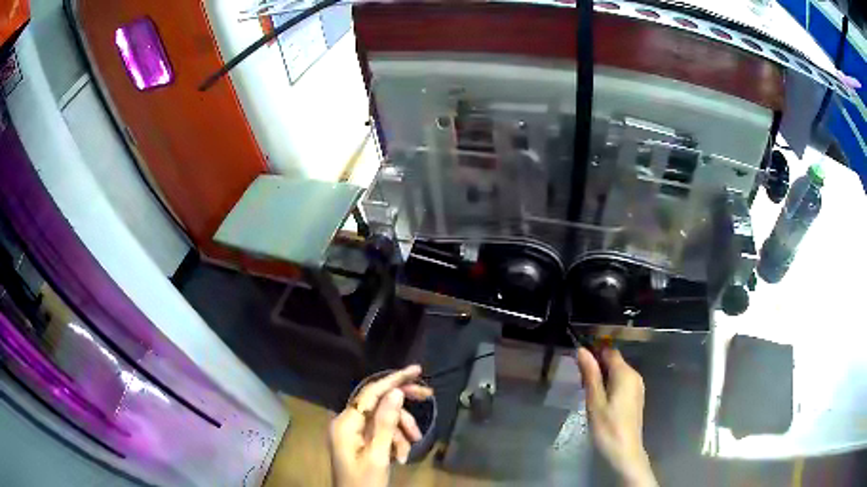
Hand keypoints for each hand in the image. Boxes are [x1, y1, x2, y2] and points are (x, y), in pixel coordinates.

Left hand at [328, 365, 432, 486]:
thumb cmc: (365, 482)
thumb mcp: (378, 455)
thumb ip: (386, 423)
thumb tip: (395, 391)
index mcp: (345, 423)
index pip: (371, 392)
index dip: (394, 379)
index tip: (417, 370)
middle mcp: (346, 422)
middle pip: (378, 402)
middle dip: (402, 405)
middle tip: (428, 397)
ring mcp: (352, 432)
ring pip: (383, 419)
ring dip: (401, 432)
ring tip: (410, 449)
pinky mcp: (359, 441)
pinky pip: (381, 432)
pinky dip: (395, 441)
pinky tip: (401, 457)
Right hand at [577, 347, 657, 486]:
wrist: (624, 452)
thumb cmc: (607, 428)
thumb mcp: (594, 401)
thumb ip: (590, 375)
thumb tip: (582, 350)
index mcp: (626, 374)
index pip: (610, 351)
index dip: (594, 351)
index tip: (578, 359)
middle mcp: (635, 376)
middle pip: (614, 361)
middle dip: (597, 365)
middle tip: (579, 380)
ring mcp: (637, 388)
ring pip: (617, 372)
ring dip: (602, 376)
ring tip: (586, 391)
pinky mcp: (635, 398)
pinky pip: (621, 383)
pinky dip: (609, 385)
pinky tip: (599, 400)